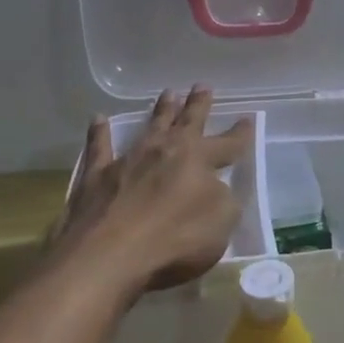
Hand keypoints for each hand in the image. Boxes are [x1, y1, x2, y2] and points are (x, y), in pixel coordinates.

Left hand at [54, 86, 255, 292]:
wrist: (107, 255)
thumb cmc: (175, 240)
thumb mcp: (221, 224)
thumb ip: (224, 201)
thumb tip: (217, 188)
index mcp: (199, 160)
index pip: (227, 144)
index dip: (240, 134)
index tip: (248, 119)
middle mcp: (165, 152)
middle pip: (187, 123)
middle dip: (197, 105)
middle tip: (202, 86)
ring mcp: (128, 161)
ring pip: (149, 128)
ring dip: (160, 111)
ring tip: (168, 93)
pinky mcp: (95, 178)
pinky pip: (99, 148)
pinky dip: (99, 134)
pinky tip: (98, 119)